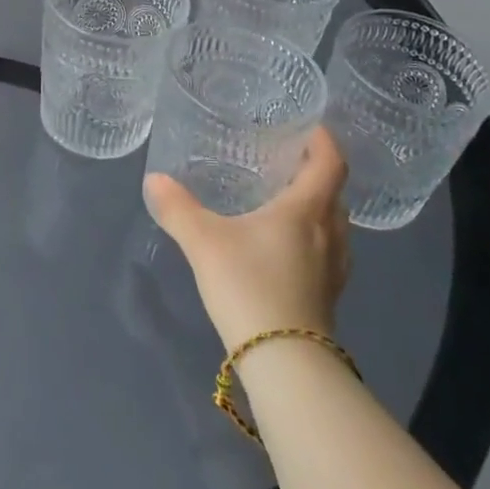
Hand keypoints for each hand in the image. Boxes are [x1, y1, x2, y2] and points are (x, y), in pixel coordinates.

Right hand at [143, 127, 350, 351]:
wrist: (285, 363)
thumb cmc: (250, 286)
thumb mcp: (204, 242)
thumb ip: (178, 208)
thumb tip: (155, 179)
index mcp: (306, 210)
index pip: (330, 163)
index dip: (324, 140)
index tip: (309, 125)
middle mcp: (330, 234)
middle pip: (334, 193)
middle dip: (316, 172)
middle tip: (286, 160)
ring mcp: (334, 269)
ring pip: (334, 225)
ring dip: (317, 206)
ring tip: (284, 200)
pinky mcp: (328, 296)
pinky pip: (328, 252)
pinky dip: (312, 237)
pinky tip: (284, 248)